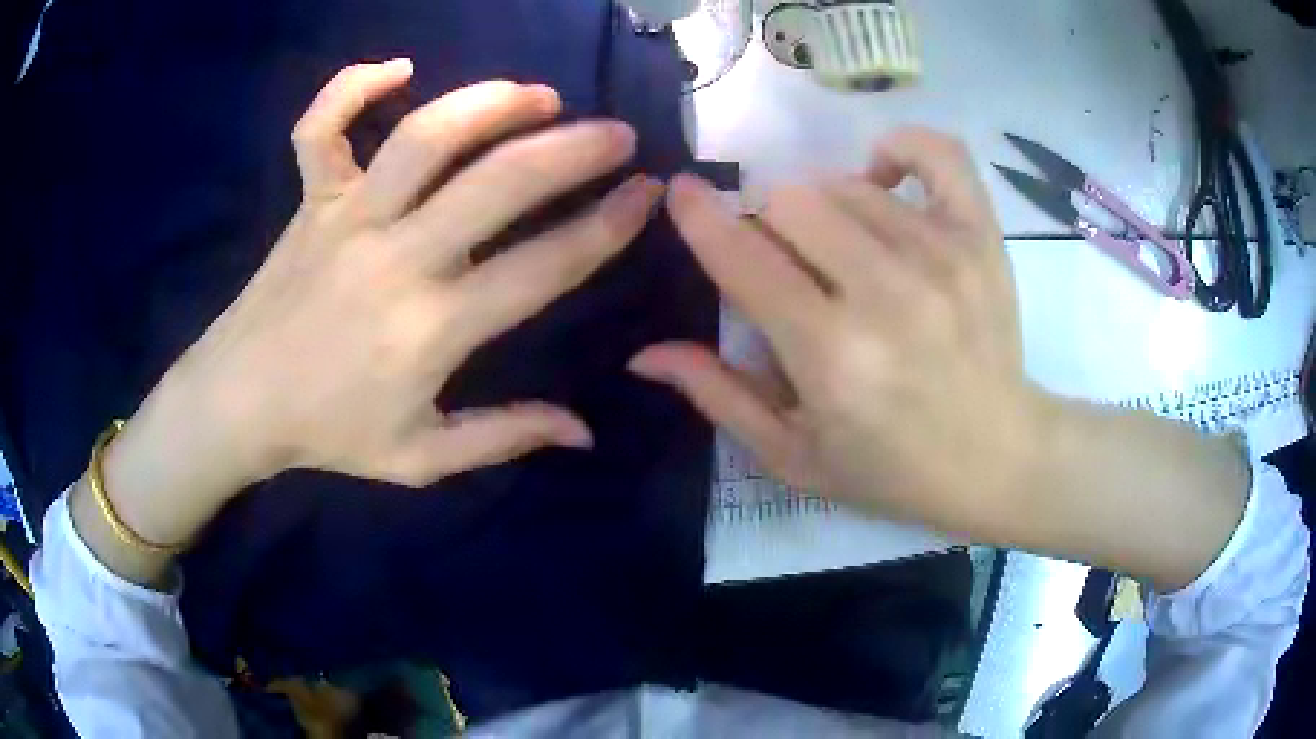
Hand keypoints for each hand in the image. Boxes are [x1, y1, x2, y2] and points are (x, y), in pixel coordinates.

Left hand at [89, 59, 663, 564]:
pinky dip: (351, 87)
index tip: (646, 195)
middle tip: (617, 134)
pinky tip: (397, 69)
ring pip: (423, 136)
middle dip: (573, 149)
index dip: (606, 228)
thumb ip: (504, 438)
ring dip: (489, 103)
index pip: (542, 267)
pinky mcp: (311, 200)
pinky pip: (321, 127)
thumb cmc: (328, 433)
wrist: (238, 404)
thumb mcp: (420, 459)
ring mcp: (347, 218)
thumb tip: (584, 430)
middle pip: (497, 182)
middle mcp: (395, 259)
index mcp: (430, 330)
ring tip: (539, 96)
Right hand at [633, 128, 1247, 588]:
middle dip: (768, 230)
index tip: (681, 194)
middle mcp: (885, 293)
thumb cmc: (892, 469)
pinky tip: (884, 178)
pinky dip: (900, 150)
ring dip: (825, 212)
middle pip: (789, 202)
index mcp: (831, 356)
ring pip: (845, 184)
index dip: (698, 217)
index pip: (743, 257)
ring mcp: (942, 254)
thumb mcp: (794, 456)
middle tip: (790, 269)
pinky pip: (935, 152)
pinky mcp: (981, 237)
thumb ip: (719, 397)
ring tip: (844, 255)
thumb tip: (646, 352)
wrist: (999, 458)